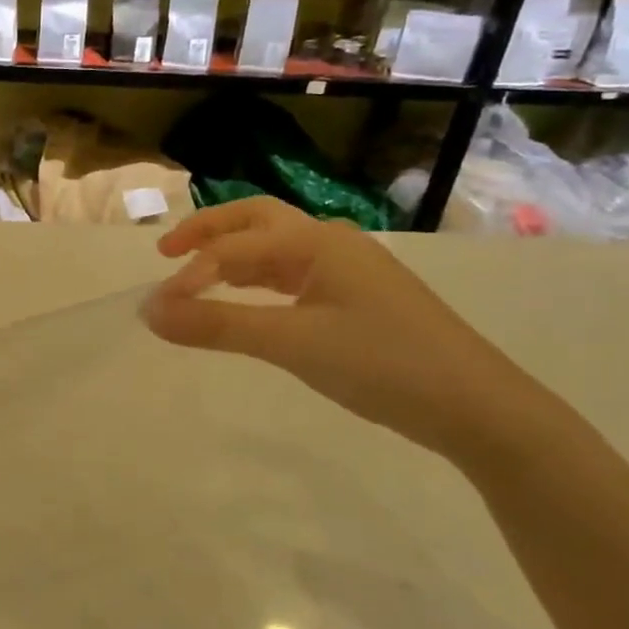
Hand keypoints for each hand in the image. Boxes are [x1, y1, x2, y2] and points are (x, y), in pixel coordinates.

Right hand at [142, 199, 552, 462]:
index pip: (233, 247)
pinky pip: (292, 274)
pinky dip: (257, 280)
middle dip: (208, 232)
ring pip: (275, 247)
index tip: (158, 310)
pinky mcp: (357, 297)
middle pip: (255, 221)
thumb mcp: (291, 343)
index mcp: (317, 241)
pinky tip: (246, 299)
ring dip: (232, 255)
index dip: (189, 274)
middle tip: (165, 252)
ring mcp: (348, 269)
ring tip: (195, 276)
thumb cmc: (383, 364)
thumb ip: (216, 325)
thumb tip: (149, 313)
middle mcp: (331, 242)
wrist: (479, 408)